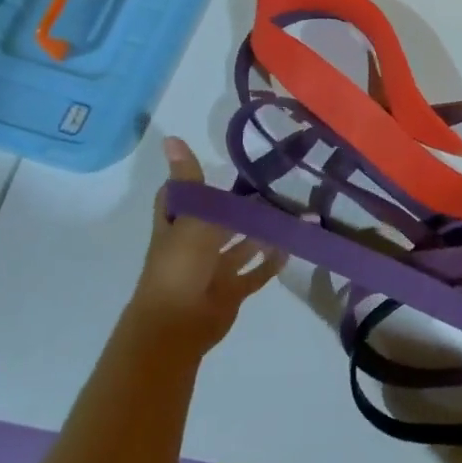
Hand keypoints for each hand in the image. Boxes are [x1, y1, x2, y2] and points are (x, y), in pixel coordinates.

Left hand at [131, 137, 284, 353]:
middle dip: (242, 207)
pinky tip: (290, 249)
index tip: (219, 164)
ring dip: (262, 234)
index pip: (181, 196)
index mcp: (176, 225)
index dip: (193, 180)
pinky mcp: (230, 291)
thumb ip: (189, 180)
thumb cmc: (179, 266)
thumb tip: (170, 137)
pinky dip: (270, 263)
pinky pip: (254, 274)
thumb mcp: (188, 217)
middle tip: (277, 188)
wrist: (177, 325)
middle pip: (219, 220)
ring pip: (241, 246)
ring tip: (291, 215)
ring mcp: (212, 270)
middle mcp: (193, 245)